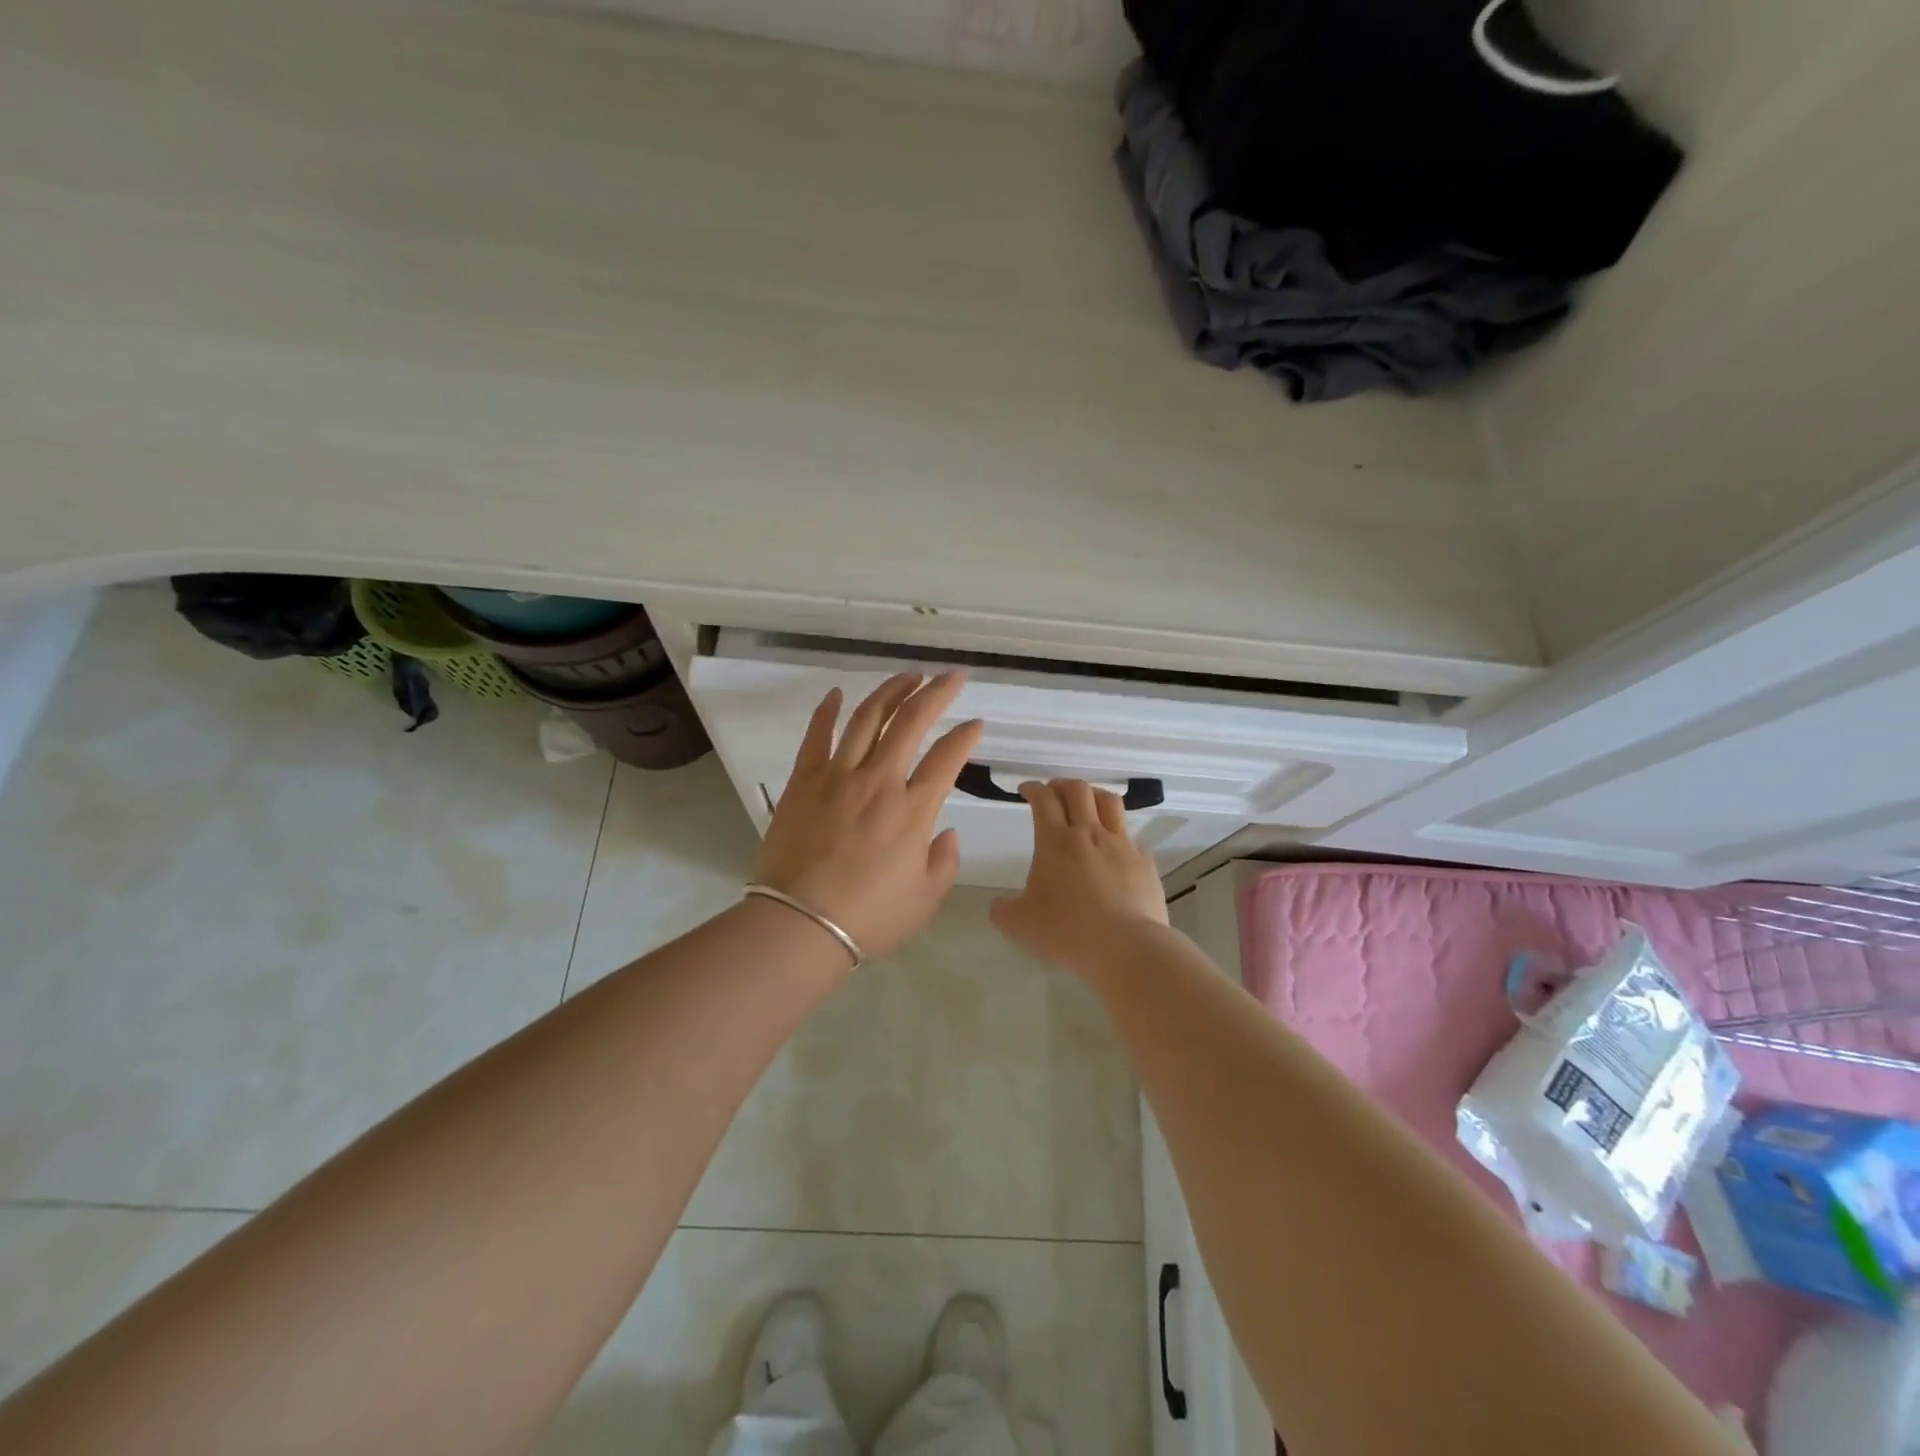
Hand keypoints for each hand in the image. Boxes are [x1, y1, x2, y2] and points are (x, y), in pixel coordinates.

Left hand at [754, 673, 983, 960]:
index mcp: (914, 809)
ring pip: (868, 718)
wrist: (800, 924)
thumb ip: (944, 861)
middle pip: (911, 721)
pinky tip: (837, 693)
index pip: (948, 757)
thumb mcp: (925, 900)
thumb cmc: (869, 917)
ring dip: (891, 691)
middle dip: (936, 692)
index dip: (966, 735)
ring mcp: (838, 775)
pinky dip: (827, 710)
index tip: (976, 724)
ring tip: (908, 676)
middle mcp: (880, 781)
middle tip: (952, 676)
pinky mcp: (804, 780)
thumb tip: (946, 832)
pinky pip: (817, 735)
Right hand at [989, 779, 1167, 977]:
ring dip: (1094, 796)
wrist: (1125, 946)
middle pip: (1078, 790)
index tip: (1026, 790)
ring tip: (1087, 804)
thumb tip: (998, 905)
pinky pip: (1132, 838)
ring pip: (1110, 802)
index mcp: (1055, 841)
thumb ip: (1003, 911)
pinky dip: (1120, 835)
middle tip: (1054, 792)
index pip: (1043, 799)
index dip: (1033, 788)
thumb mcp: (1020, 925)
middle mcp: (1089, 833)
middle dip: (1062, 784)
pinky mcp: (1145, 862)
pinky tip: (1116, 849)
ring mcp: (1121, 845)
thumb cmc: (1067, 931)